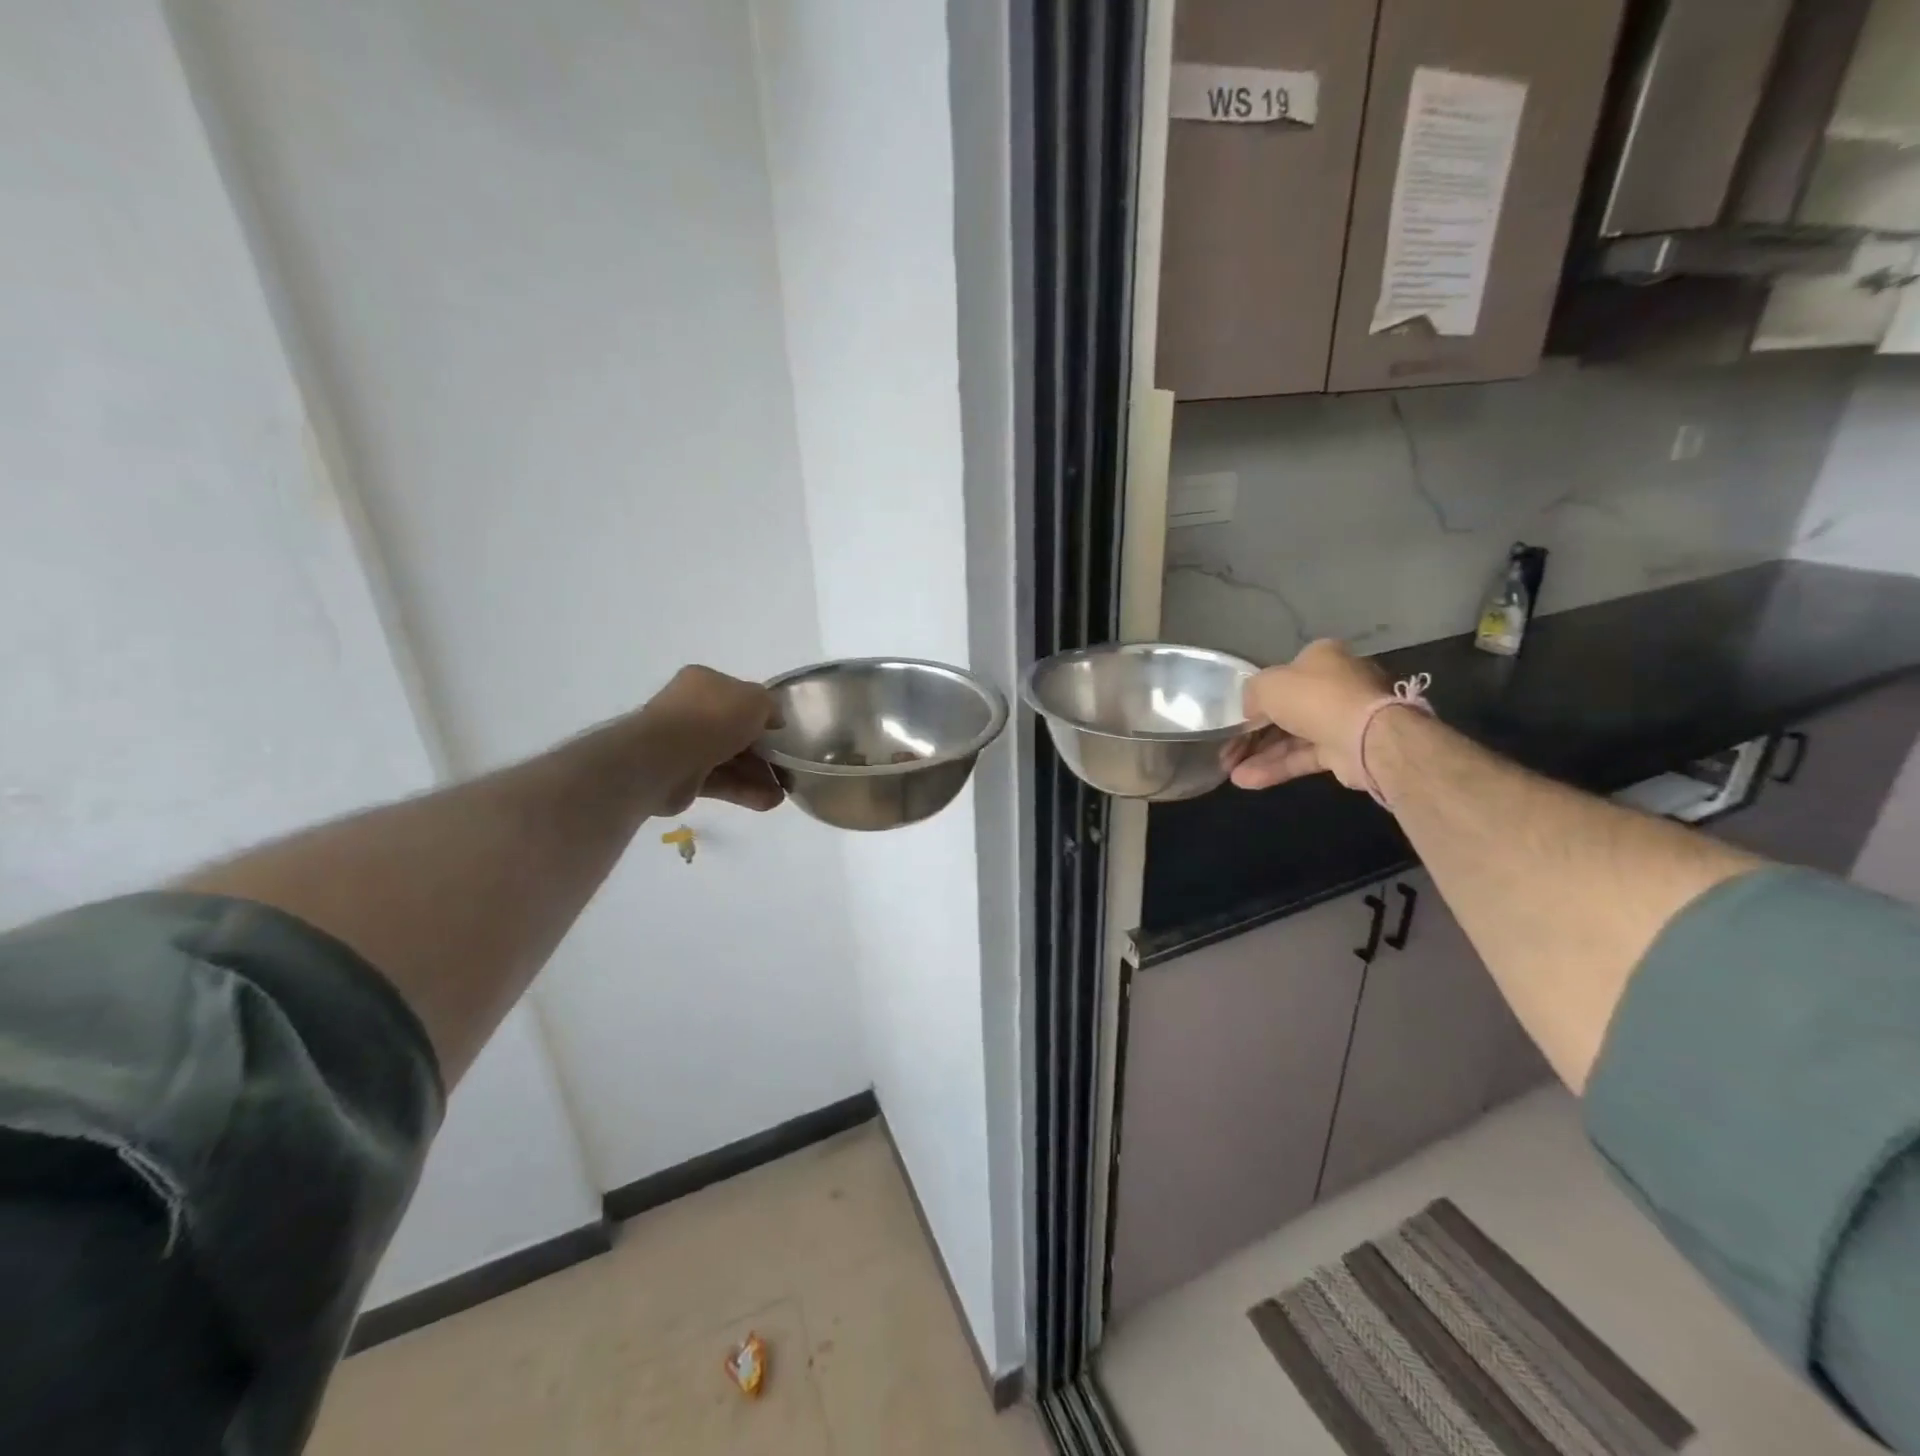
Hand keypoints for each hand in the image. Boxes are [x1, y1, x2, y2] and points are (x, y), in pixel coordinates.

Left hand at [633, 665, 783, 813]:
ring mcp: (685, 744)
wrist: (664, 757)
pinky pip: (720, 781)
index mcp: (704, 683)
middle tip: (788, 767)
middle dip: (764, 752)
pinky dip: (744, 791)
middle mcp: (691, 710)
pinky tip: (768, 802)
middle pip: (736, 731)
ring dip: (759, 776)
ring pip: (730, 759)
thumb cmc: (712, 718)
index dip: (763, 713)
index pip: (739, 696)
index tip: (782, 731)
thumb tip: (773, 720)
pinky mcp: (683, 776)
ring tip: (783, 793)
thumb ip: (770, 706)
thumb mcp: (755, 700)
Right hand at [1222, 639, 1389, 791]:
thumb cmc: (1313, 698)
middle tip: (1226, 750)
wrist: (1363, 736)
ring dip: (1259, 755)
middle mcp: (1333, 686)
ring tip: (1230, 771)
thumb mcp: (1267, 685)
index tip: (1236, 716)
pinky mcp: (1342, 751)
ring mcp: (1339, 720)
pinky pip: (1302, 758)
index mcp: (1321, 658)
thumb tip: (1250, 710)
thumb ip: (1252, 694)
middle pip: (1284, 711)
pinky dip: (1275, 768)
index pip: (1283, 676)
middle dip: (1252, 734)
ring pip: (1291, 738)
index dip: (1257, 697)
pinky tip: (1247, 780)